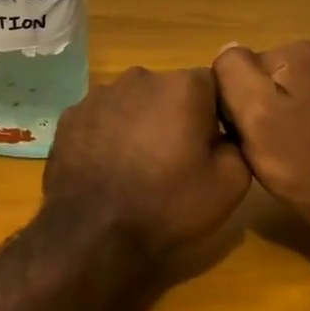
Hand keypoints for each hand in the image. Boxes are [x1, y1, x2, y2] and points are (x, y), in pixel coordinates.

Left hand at [44, 67, 250, 258]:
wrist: (93, 232)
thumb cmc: (168, 204)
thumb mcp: (230, 184)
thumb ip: (238, 144)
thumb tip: (225, 134)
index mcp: (183, 86)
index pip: (211, 84)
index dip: (214, 113)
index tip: (210, 144)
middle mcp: (140, 77)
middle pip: (168, 90)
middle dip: (174, 115)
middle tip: (173, 157)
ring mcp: (99, 94)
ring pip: (131, 102)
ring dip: (138, 123)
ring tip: (136, 165)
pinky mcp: (70, 116)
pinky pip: (100, 119)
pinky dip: (106, 135)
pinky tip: (106, 167)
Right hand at [213, 41, 309, 228]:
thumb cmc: (299, 159)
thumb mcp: (252, 112)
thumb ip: (232, 71)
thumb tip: (227, 49)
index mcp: (300, 50)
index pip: (241, 67)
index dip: (234, 101)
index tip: (244, 130)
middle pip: (261, 78)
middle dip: (253, 108)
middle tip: (259, 144)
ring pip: (279, 94)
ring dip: (270, 119)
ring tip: (276, 151)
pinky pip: (300, 107)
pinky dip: (291, 126)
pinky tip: (295, 151)